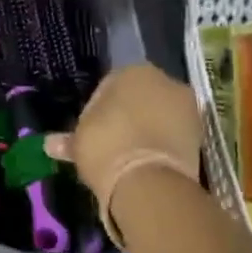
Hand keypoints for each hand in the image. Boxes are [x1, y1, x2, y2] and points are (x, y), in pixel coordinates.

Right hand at [46, 65, 201, 240]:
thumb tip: (49, 144)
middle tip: (111, 143)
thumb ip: (67, 140)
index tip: (91, 133)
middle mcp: (164, 80)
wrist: (149, 181)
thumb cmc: (106, 147)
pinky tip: (148, 163)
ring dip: (147, 130)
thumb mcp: (78, 142)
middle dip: (127, 117)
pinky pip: (174, 134)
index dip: (97, 111)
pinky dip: (163, 145)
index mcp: (132, 71)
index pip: (108, 87)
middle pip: (139, 99)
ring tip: (130, 157)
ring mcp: (187, 106)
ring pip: (159, 116)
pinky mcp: (202, 134)